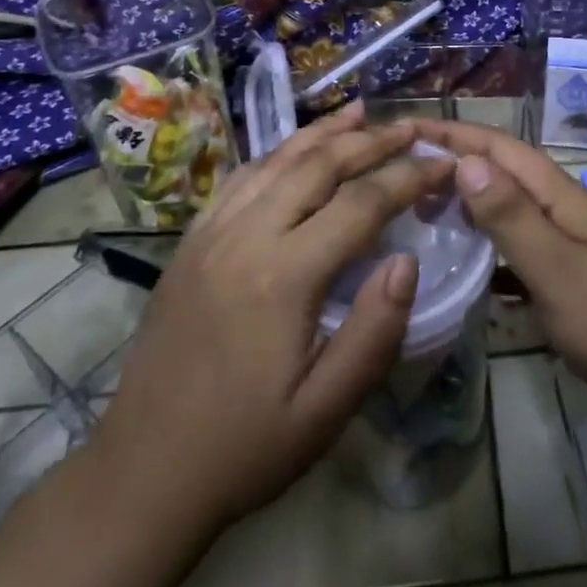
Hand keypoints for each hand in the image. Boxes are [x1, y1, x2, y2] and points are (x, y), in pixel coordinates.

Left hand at [92, 102, 450, 531]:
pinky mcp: (190, 244)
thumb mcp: (325, 410)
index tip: (444, 163)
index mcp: (283, 276)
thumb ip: (374, 332)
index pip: (361, 204)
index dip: (408, 177)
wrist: (142, 474)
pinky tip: (297, 149)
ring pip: (276, 160)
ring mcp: (210, 235)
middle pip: (318, 165)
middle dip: (372, 141)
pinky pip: (240, 179)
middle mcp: (245, 238)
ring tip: (362, 113)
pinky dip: (278, 152)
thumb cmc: (244, 448)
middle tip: (412, 128)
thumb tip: (407, 261)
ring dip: (324, 133)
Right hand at [411, 119, 586, 437]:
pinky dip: (493, 254)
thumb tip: (467, 159)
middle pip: (506, 175)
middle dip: (458, 165)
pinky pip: (523, 255)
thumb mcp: (558, 269)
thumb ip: (512, 217)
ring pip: (513, 214)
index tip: (407, 128)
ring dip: (472, 208)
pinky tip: (470, 273)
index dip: (456, 133)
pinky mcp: (577, 281)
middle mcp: (567, 211)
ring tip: (424, 216)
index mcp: (563, 197)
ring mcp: (575, 246)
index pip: (502, 149)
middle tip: (403, 175)